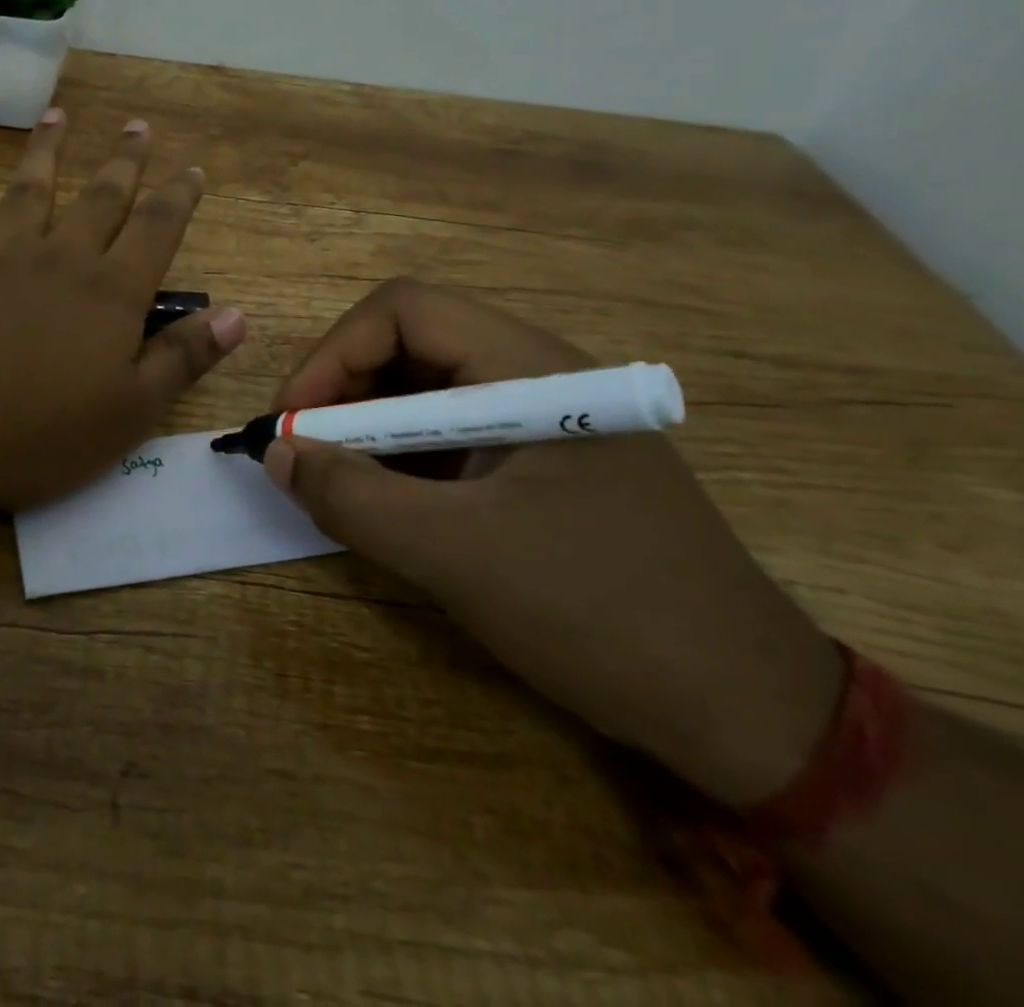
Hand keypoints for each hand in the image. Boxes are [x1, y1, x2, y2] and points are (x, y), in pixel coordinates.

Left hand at [0, 110, 245, 517]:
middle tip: (137, 125)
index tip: (193, 168)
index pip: (156, 231)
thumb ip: (183, 358)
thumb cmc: (38, 433)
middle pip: (99, 198)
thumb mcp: (130, 412)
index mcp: (109, 293)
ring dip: (46, 152)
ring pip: (29, 191)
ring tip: (57, 115)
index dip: (178, 198)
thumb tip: (237, 313)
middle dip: (123, 162)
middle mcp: (59, 259)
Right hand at [267, 279, 843, 808]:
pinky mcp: (544, 462)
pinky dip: (403, 458)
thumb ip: (352, 498)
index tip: (291, 421)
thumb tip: (277, 452)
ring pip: (428, 391)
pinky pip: (453, 436)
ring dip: (369, 427)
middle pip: (412, 343)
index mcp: (530, 368)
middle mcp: (537, 375)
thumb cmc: (600, 613)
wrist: (746, 712)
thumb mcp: (455, 556)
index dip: (333, 354)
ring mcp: (544, 419)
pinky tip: (385, 502)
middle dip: (344, 390)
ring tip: (335, 480)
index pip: (404, 310)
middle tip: (303, 451)